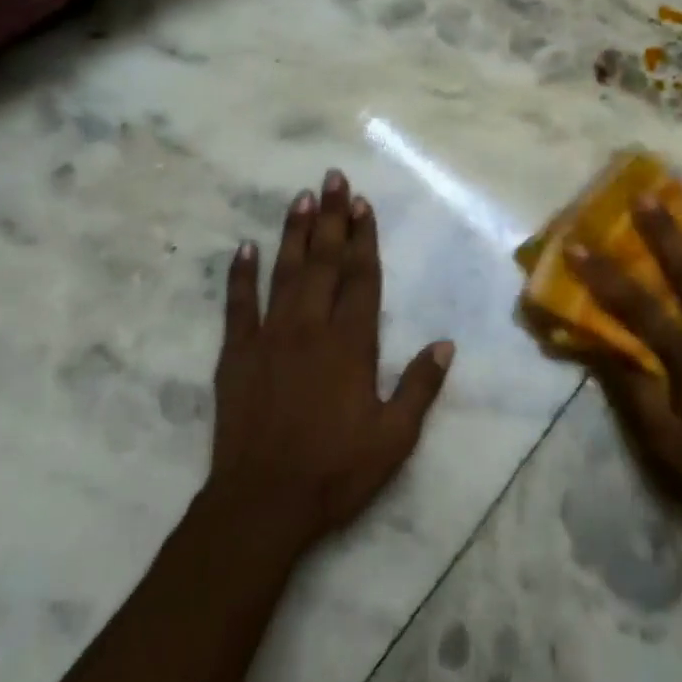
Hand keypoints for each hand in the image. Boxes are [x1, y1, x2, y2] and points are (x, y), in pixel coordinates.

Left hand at [205, 169, 453, 552]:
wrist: (262, 503)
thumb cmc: (335, 471)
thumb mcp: (394, 438)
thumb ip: (420, 386)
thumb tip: (445, 343)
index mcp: (350, 344)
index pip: (361, 277)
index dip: (364, 237)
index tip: (363, 204)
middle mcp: (310, 328)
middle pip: (324, 262)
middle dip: (332, 217)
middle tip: (333, 177)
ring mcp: (269, 337)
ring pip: (285, 272)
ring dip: (294, 232)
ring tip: (301, 197)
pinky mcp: (236, 354)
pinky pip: (238, 304)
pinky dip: (241, 274)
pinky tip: (245, 247)